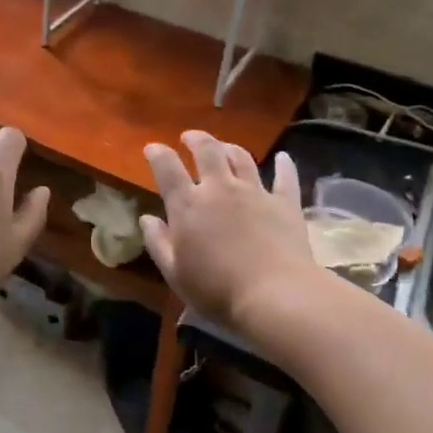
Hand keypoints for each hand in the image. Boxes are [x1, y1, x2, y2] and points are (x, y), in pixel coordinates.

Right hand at [139, 132, 320, 334]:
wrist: (275, 295)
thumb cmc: (217, 290)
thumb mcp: (175, 273)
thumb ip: (158, 243)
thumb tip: (147, 219)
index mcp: (188, 205)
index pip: (167, 168)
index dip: (157, 153)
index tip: (152, 148)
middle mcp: (220, 189)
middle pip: (207, 151)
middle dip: (196, 139)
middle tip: (190, 137)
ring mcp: (255, 193)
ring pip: (242, 158)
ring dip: (230, 148)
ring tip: (224, 146)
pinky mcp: (285, 203)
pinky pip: (285, 178)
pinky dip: (284, 165)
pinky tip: (283, 158)